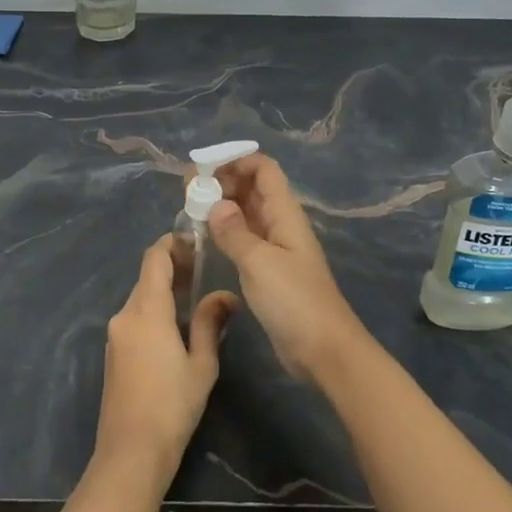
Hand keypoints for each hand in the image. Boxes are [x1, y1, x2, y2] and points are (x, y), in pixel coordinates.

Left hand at [92, 237, 236, 486]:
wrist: (131, 453)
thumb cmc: (173, 406)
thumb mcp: (202, 363)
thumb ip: (210, 322)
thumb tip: (226, 295)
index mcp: (146, 310)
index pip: (154, 258)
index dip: (173, 243)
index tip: (196, 242)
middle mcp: (125, 314)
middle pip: (147, 277)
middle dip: (173, 268)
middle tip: (204, 270)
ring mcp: (114, 334)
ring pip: (140, 298)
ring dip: (164, 291)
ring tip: (195, 297)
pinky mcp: (112, 353)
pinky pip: (134, 318)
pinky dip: (154, 311)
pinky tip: (175, 326)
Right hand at [208, 155, 369, 380]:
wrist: (323, 350)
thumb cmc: (294, 301)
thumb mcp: (259, 262)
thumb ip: (234, 231)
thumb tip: (216, 204)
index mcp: (284, 214)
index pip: (264, 170)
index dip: (236, 162)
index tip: (203, 170)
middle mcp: (281, 224)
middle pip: (253, 188)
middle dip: (223, 182)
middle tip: (187, 192)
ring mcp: (276, 248)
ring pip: (246, 214)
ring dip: (221, 207)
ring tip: (190, 212)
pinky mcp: (268, 271)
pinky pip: (245, 239)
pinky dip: (225, 232)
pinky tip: (204, 239)